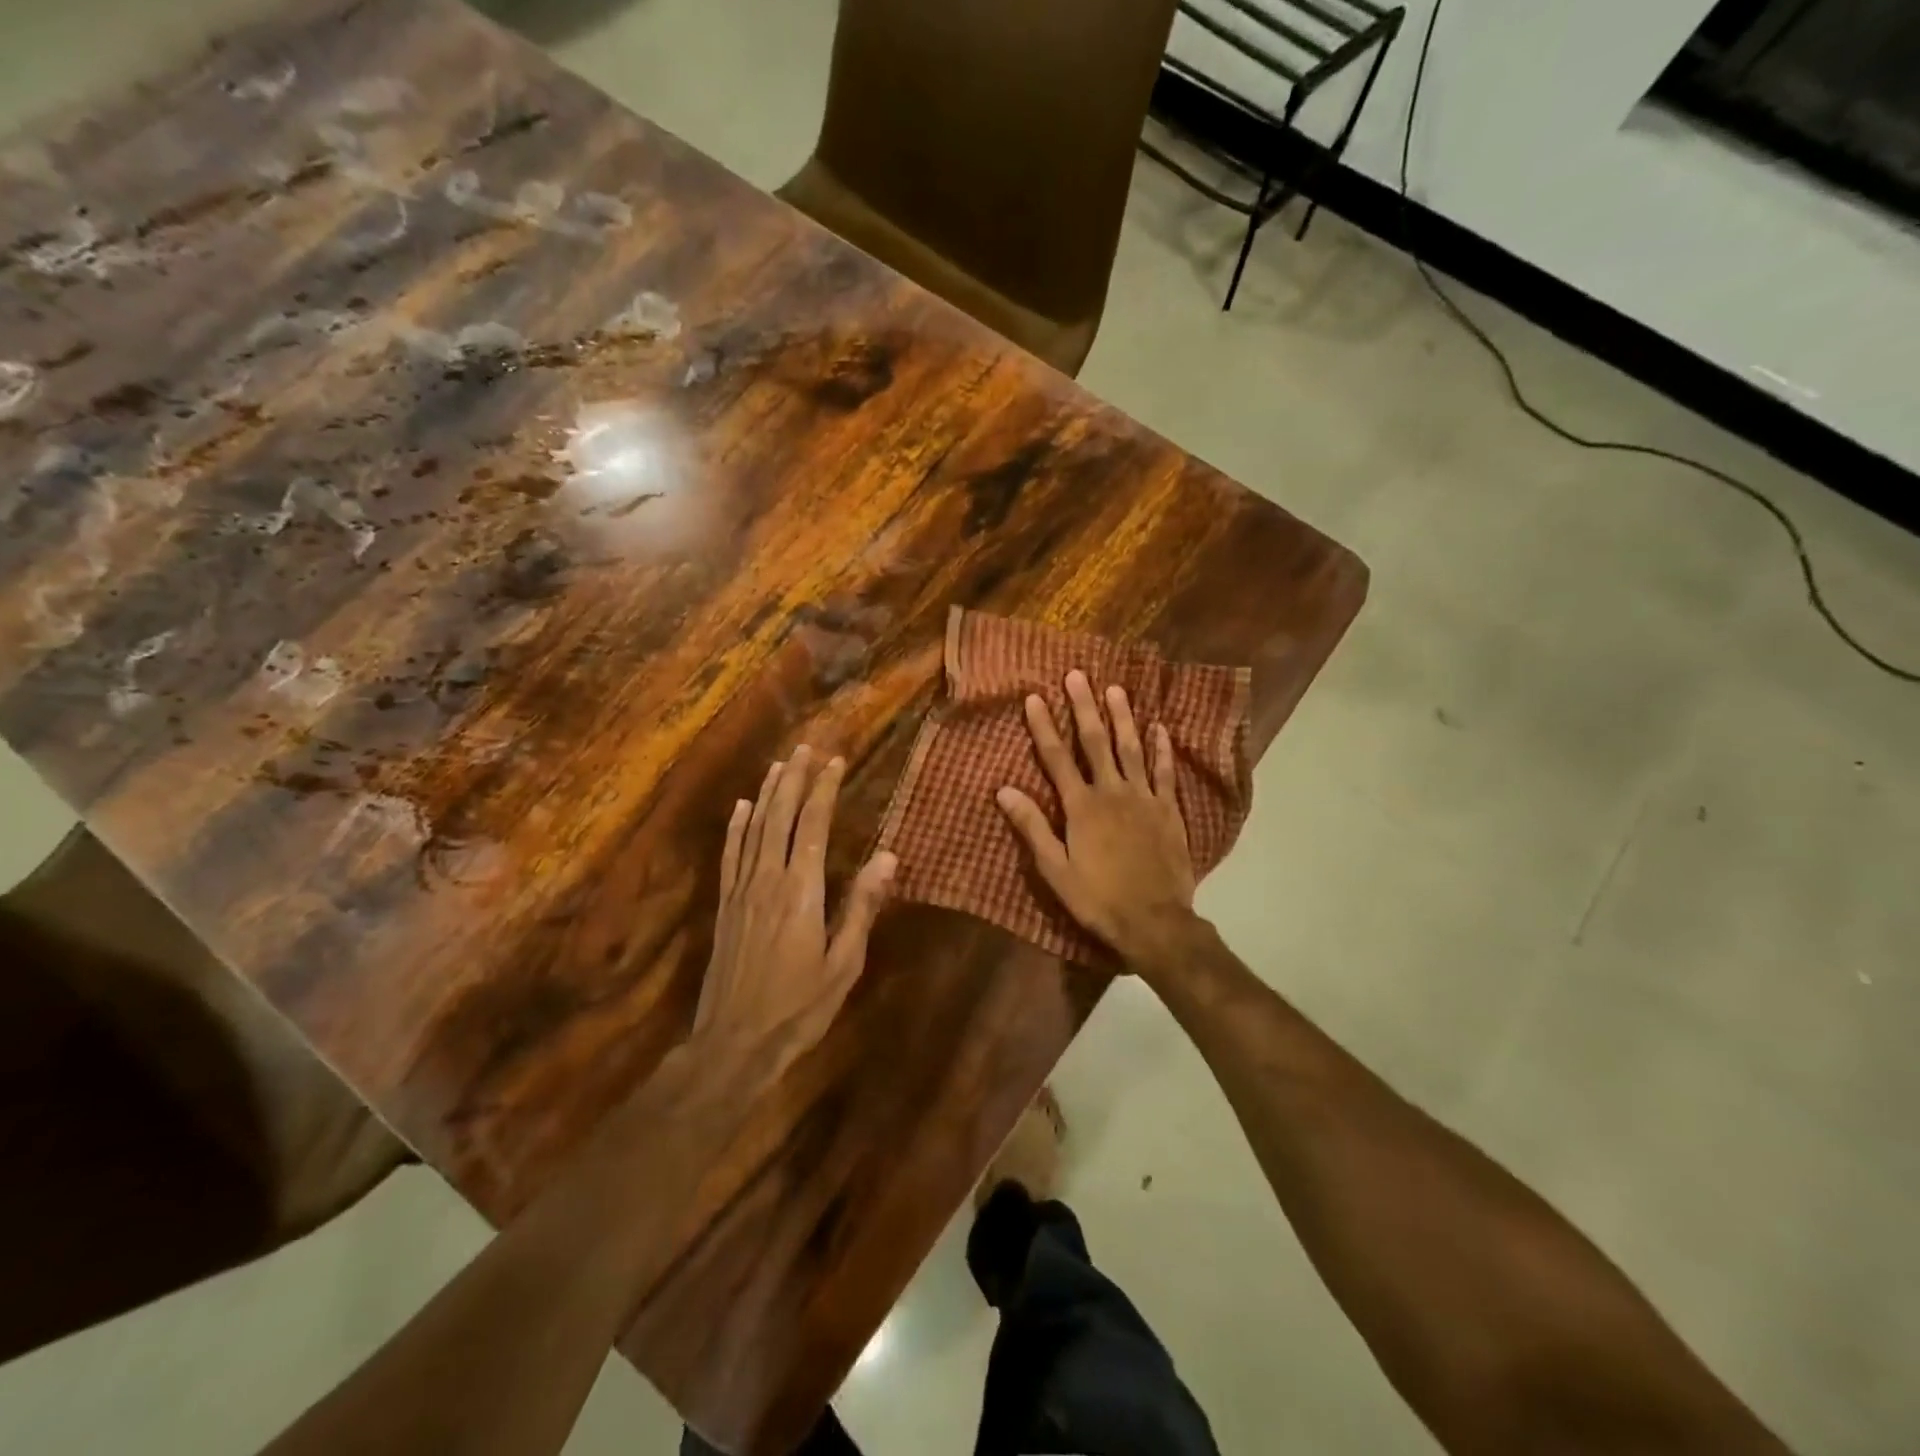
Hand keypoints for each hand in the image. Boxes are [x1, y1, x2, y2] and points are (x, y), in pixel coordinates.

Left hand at [695, 746, 896, 1073]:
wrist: (733, 1045)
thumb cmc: (799, 1008)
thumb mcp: (843, 964)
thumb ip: (862, 907)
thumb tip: (887, 856)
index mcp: (801, 892)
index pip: (814, 827)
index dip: (824, 791)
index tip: (835, 762)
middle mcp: (768, 880)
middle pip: (781, 817)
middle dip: (795, 780)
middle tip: (807, 749)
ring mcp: (741, 892)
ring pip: (754, 829)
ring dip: (767, 794)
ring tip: (780, 765)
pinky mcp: (724, 907)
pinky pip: (730, 856)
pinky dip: (736, 828)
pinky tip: (741, 808)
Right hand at [996, 670, 1196, 965]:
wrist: (1154, 922)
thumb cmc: (1098, 898)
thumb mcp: (1055, 870)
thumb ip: (1032, 827)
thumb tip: (1003, 790)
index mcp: (1081, 807)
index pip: (1057, 758)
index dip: (1044, 726)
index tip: (1034, 697)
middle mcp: (1112, 792)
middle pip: (1096, 742)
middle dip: (1084, 707)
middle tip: (1077, 675)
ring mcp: (1144, 798)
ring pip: (1132, 748)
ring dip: (1122, 717)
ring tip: (1115, 689)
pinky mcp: (1168, 810)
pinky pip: (1165, 772)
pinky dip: (1162, 748)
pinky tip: (1159, 728)